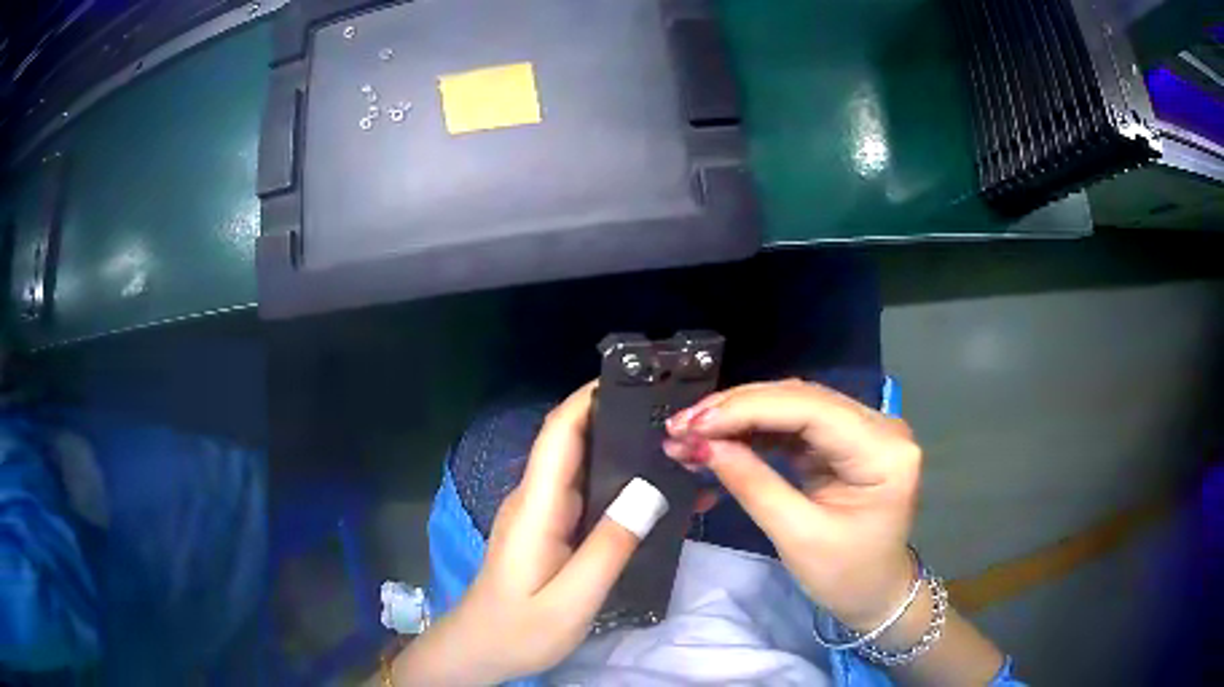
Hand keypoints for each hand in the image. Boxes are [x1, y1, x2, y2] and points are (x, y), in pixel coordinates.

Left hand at [395, 382, 669, 684]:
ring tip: (676, 450)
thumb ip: (608, 547)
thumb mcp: (571, 599)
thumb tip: (649, 489)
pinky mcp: (549, 531)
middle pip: (574, 442)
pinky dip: (617, 486)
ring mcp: (541, 515)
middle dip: (619, 419)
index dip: (589, 397)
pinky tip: (652, 495)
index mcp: (535, 506)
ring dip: (623, 453)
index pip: (559, 433)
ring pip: (582, 468)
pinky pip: (585, 496)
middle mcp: (536, 499)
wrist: (478, 652)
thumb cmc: (519, 629)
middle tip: (676, 418)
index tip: (636, 379)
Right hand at [664, 380, 921, 630]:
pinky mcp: (843, 441)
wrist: (875, 593)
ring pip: (792, 406)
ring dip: (739, 418)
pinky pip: (793, 425)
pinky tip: (718, 440)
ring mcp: (862, 430)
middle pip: (800, 399)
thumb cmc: (846, 576)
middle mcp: (879, 426)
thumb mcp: (798, 537)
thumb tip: (703, 445)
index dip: (748, 409)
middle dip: (737, 410)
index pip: (811, 409)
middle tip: (681, 426)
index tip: (693, 424)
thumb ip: (753, 484)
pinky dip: (753, 432)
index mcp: (883, 450)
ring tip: (690, 433)